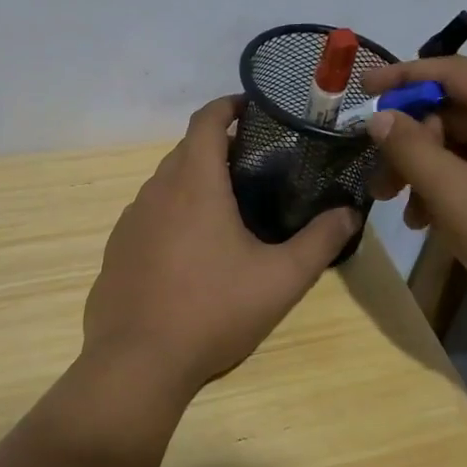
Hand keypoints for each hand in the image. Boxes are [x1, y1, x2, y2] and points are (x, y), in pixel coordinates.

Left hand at [83, 97, 360, 392]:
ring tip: (227, 209)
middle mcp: (156, 191)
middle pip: (186, 150)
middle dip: (218, 147)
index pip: (206, 120)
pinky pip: (149, 216)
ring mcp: (130, 221)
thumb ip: (320, 242)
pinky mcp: (116, 250)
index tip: (253, 108)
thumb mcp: (280, 279)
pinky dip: (172, 215)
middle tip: (256, 167)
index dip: (229, 105)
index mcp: (193, 183)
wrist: (137, 361)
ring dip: (194, 183)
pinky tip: (191, 252)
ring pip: (165, 184)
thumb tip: (349, 214)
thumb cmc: (213, 311)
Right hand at [363, 57, 466, 336]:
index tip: (359, 91)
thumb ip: (411, 151)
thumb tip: (380, 117)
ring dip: (431, 172)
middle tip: (380, 186)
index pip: (450, 71)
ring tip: (409, 216)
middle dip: (412, 145)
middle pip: (456, 111)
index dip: (400, 79)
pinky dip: (458, 185)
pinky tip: (438, 222)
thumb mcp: (458, 198)